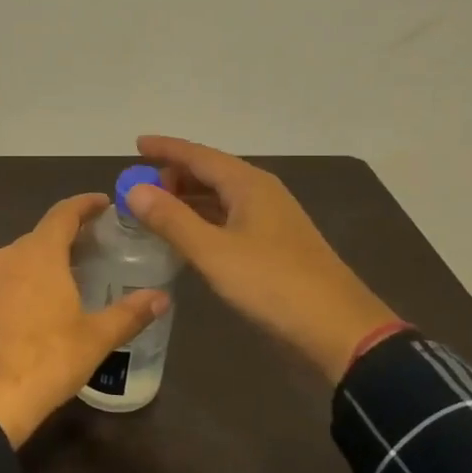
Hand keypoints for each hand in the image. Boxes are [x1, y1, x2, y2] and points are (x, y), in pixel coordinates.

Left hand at [0, 193, 167, 447]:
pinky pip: (5, 280)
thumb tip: (162, 297)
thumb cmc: (47, 360)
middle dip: (68, 236)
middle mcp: (8, 256)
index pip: (63, 214)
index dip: (85, 204)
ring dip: (45, 259)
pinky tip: (40, 304)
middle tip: (97, 246)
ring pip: (20, 258)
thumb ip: (130, 313)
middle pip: (41, 235)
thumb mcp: (95, 338)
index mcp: (38, 254)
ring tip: (72, 274)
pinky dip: (25, 281)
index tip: (104, 203)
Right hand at [124, 136, 399, 382]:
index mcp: (248, 185)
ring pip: (219, 197)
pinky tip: (185, 236)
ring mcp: (269, 220)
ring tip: (152, 208)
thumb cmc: (272, 283)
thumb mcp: (213, 252)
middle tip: (137, 189)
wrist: (337, 329)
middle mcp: (260, 193)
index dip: (165, 148)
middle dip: (173, 176)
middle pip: (210, 173)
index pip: (198, 155)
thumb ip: (171, 220)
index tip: (135, 144)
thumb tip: (134, 189)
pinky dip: (201, 220)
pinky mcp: (272, 245)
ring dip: (186, 199)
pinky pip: (228, 219)